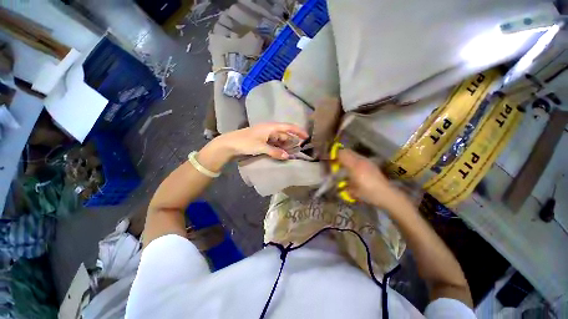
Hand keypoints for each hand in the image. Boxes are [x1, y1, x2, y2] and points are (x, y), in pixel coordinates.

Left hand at [214, 122, 308, 159]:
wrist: (229, 144)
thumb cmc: (245, 142)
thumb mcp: (261, 147)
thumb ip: (275, 151)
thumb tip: (287, 156)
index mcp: (270, 127)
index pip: (288, 127)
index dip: (298, 131)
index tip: (306, 136)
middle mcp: (269, 129)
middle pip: (284, 134)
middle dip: (292, 141)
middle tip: (299, 150)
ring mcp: (266, 135)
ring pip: (279, 139)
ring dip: (285, 146)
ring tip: (292, 153)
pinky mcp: (262, 141)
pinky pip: (274, 143)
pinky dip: (279, 148)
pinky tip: (281, 153)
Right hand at [337, 149, 402, 209]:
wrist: (387, 195)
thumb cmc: (368, 194)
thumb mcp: (352, 191)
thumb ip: (343, 185)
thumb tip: (337, 183)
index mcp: (355, 166)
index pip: (341, 154)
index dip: (333, 155)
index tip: (328, 160)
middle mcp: (360, 160)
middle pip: (347, 151)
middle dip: (339, 155)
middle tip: (335, 162)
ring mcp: (367, 161)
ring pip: (353, 153)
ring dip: (346, 157)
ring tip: (343, 165)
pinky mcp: (371, 163)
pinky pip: (359, 157)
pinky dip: (353, 160)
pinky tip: (353, 169)